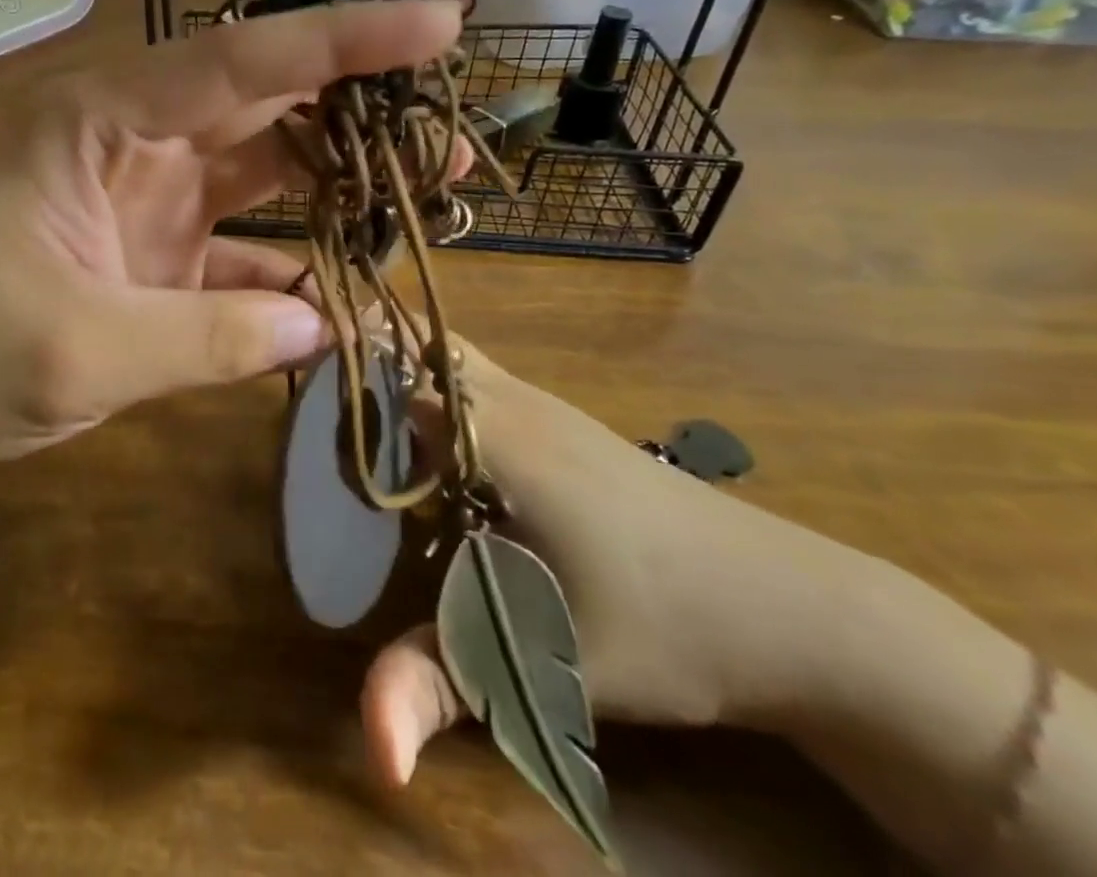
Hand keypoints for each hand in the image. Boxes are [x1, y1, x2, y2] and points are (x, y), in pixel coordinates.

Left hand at [0, 0, 475, 475]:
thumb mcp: (77, 351)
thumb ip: (206, 336)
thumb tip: (323, 324)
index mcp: (97, 120)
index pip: (237, 61)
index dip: (340, 39)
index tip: (435, 17)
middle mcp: (131, 137)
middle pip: (263, 93)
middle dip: (361, 80)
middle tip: (456, 62)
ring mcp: (147, 191)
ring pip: (265, 160)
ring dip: (344, 167)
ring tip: (438, 171)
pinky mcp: (155, 245)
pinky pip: (244, 238)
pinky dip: (296, 257)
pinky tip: (354, 281)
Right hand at [361, 333, 871, 786]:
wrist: (799, 610)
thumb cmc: (668, 627)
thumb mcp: (547, 665)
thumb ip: (443, 688)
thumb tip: (370, 751)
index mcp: (496, 433)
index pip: (392, 375)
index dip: (338, 385)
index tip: (296, 420)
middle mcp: (512, 399)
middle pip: (415, 345)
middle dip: (363, 367)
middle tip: (318, 422)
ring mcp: (542, 404)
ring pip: (447, 356)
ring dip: (399, 376)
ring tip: (355, 432)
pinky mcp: (561, 422)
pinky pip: (475, 379)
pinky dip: (434, 390)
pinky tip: (429, 454)